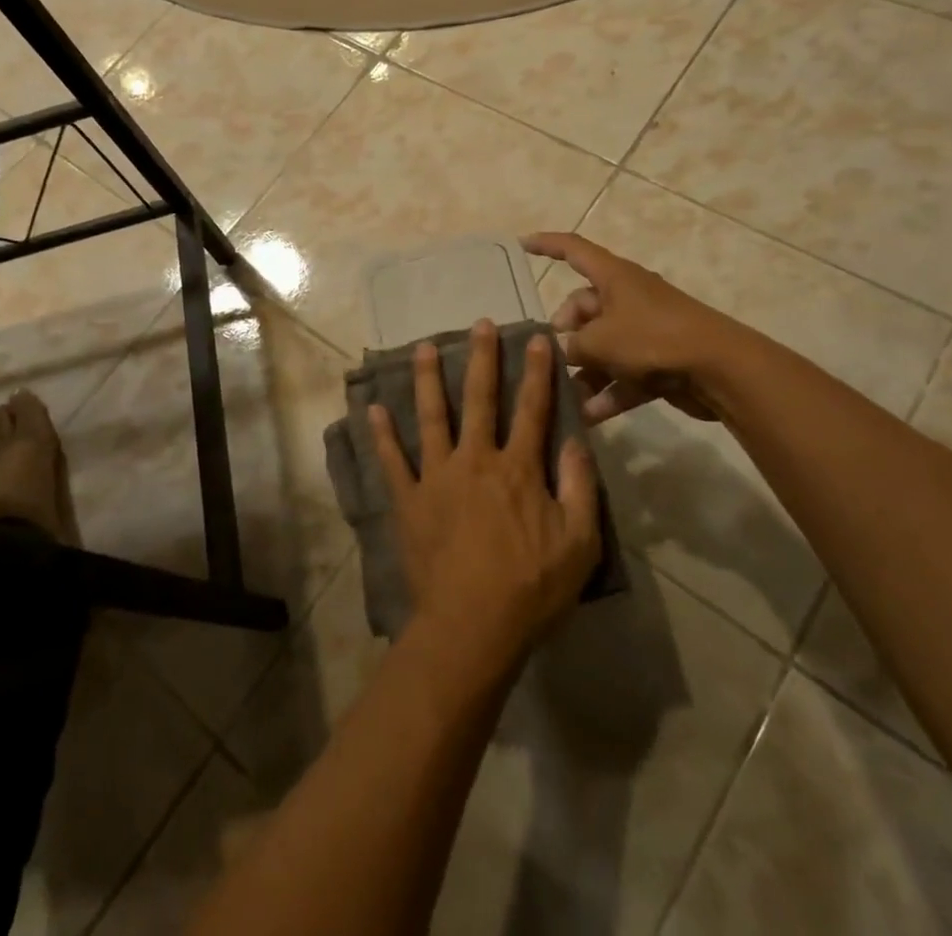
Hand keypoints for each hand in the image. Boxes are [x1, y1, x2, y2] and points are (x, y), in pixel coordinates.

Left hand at [368, 322, 600, 659]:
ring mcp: (437, 477)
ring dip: (428, 380)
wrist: (472, 626)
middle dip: (481, 359)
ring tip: (423, 348)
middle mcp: (475, 460)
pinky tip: (372, 409)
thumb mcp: (579, 543)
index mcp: (517, 468)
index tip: (537, 338)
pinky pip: (392, 461)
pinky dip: (381, 435)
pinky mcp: (409, 500)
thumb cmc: (531, 588)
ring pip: (431, 417)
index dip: (536, 372)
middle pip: (480, 400)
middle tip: (478, 324)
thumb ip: (579, 487)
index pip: (532, 409)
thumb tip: (576, 440)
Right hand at [522, 231, 750, 425]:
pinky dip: (608, 392)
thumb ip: (571, 346)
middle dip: (564, 332)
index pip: (573, 249)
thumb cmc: (653, 338)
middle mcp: (628, 298)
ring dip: (584, 371)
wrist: (720, 369)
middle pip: (584, 307)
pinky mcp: (659, 361)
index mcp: (614, 277)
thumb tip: (561, 351)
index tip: (521, 244)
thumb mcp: (600, 341)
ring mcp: (645, 330)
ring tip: (563, 396)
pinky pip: (623, 374)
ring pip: (603, 346)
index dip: (546, 245)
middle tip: (550, 356)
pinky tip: (589, 416)